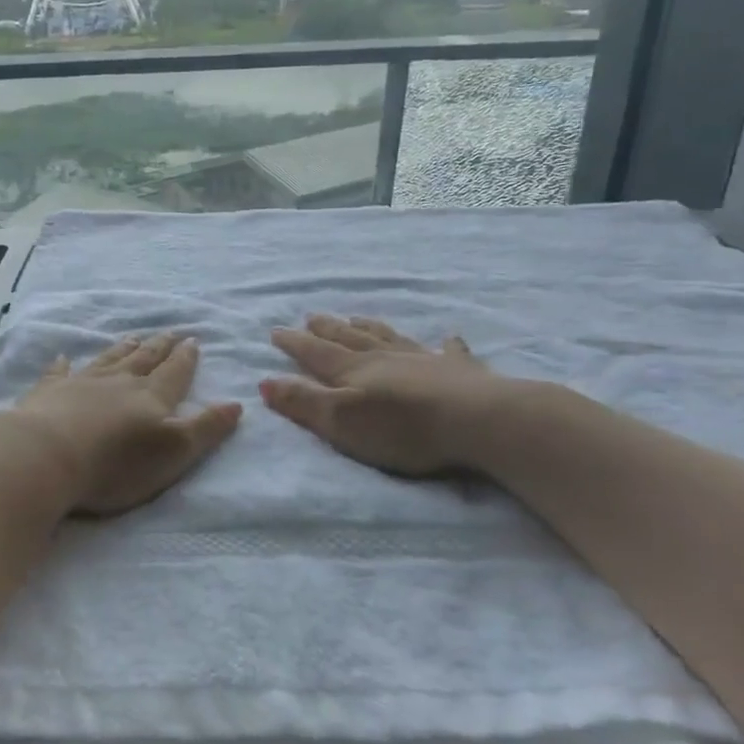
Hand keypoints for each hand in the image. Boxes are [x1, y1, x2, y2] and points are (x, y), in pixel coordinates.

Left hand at [7, 332, 242, 516]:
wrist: (47, 456)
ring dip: (122, 349)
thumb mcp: (174, 452)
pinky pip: (59, 373)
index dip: (185, 359)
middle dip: (159, 347)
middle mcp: (118, 383)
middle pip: (143, 360)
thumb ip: (205, 428)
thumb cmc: (116, 463)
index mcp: (151, 397)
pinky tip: (62, 357)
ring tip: (133, 337)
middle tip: (169, 332)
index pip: (174, 373)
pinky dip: (62, 365)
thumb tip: (237, 404)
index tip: (193, 340)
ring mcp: (80, 384)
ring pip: (108, 360)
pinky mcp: (48, 394)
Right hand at [260, 315, 516, 477]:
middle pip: (349, 339)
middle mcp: (385, 358)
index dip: (294, 343)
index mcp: (354, 370)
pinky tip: (448, 337)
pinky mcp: (460, 372)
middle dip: (327, 329)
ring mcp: (424, 361)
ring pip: (389, 338)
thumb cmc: (403, 427)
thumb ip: (303, 402)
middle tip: (311, 316)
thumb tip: (265, 381)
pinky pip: (448, 351)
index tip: (276, 330)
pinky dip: (445, 344)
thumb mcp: (341, 421)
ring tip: (356, 318)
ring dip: (369, 328)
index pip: (316, 353)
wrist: (478, 420)